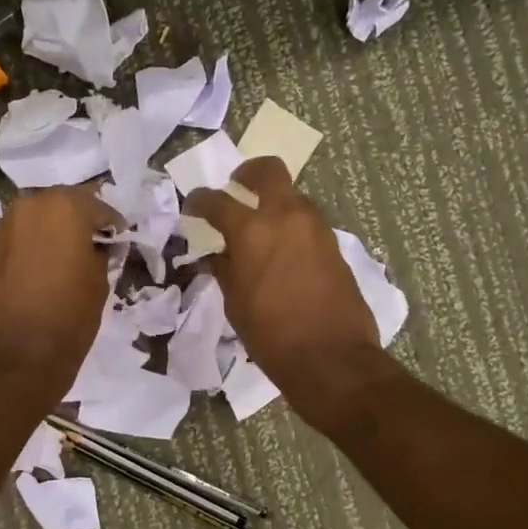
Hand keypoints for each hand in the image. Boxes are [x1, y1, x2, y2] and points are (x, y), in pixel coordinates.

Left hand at [0, 186, 120, 397]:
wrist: (17, 358)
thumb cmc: (69, 317)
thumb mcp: (99, 282)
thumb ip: (98, 253)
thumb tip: (93, 247)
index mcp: (62, 207)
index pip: (97, 206)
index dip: (111, 225)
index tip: (119, 241)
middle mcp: (27, 207)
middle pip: (61, 206)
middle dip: (77, 222)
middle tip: (92, 246)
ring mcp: (2, 229)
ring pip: (35, 221)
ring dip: (51, 234)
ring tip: (65, 260)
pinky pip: (17, 242)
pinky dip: (31, 250)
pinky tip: (41, 273)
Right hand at [183, 157, 381, 424]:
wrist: (331, 358)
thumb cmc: (271, 335)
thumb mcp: (235, 303)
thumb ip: (223, 269)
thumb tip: (214, 254)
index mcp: (252, 230)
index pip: (216, 200)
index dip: (199, 201)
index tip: (193, 208)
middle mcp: (286, 216)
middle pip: (267, 170)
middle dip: (247, 173)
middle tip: (236, 190)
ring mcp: (316, 227)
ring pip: (292, 196)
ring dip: (273, 203)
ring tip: (259, 230)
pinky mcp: (334, 244)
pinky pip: (307, 221)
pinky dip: (290, 226)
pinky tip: (281, 253)